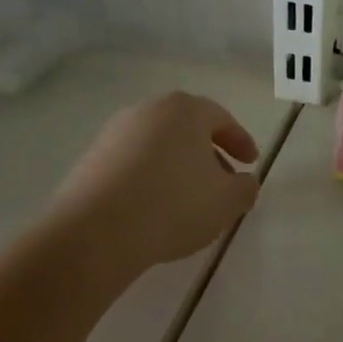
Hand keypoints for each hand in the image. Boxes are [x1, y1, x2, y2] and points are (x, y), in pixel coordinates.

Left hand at [53, 91, 260, 276]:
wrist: (96, 231)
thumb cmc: (174, 205)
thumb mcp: (227, 202)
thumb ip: (245, 188)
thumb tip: (243, 182)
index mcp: (184, 111)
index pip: (221, 119)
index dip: (241, 141)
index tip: (251, 163)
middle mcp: (146, 111)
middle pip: (187, 129)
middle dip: (208, 154)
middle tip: (222, 182)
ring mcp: (114, 134)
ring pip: (158, 146)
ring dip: (178, 168)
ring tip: (188, 201)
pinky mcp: (91, 160)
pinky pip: (133, 164)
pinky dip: (151, 179)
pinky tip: (156, 209)